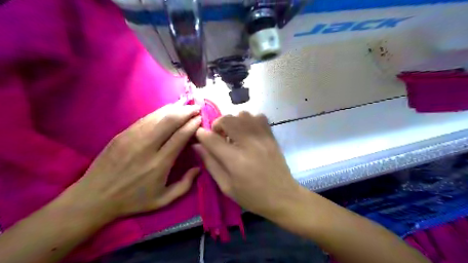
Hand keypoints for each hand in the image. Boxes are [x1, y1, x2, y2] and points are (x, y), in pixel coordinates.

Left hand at [60, 103, 201, 221]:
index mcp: (159, 163)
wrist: (94, 198)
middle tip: (196, 108)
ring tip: (185, 105)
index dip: (192, 124)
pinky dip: (159, 112)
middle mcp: (147, 147)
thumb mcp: (163, 200)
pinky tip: (167, 109)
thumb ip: (185, 185)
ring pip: (157, 116)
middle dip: (186, 112)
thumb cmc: (133, 200)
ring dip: (173, 109)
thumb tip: (198, 168)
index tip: (201, 118)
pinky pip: (145, 119)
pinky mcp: (122, 134)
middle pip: (170, 121)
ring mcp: (132, 138)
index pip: (180, 136)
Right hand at [193, 111, 302, 219]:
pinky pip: (259, 116)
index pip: (212, 138)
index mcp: (235, 160)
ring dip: (233, 121)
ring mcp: (262, 137)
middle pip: (228, 120)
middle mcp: (249, 143)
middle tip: (219, 137)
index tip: (200, 136)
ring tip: (234, 134)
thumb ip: (211, 164)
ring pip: (243, 114)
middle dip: (217, 125)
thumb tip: (198, 146)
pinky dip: (250, 120)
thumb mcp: (226, 186)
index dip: (202, 134)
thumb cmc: (252, 196)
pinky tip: (248, 132)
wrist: (283, 196)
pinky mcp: (271, 136)